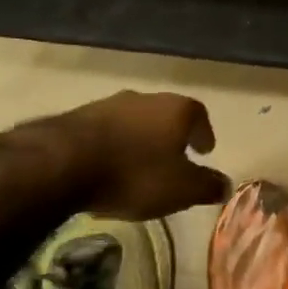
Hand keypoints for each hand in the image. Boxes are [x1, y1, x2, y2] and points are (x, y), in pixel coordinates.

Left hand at [0, 92, 231, 220]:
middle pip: (165, 115)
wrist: (62, 164)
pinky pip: (105, 132)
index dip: (203, 133)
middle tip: (174, 158)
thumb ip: (207, 186)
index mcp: (176, 109)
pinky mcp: (76, 118)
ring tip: (138, 165)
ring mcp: (108, 105)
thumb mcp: (181, 189)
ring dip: (139, 140)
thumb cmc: (135, 174)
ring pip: (133, 122)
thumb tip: (225, 186)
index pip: (199, 115)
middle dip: (171, 136)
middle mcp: (145, 99)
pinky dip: (112, 147)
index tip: (204, 150)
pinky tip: (107, 168)